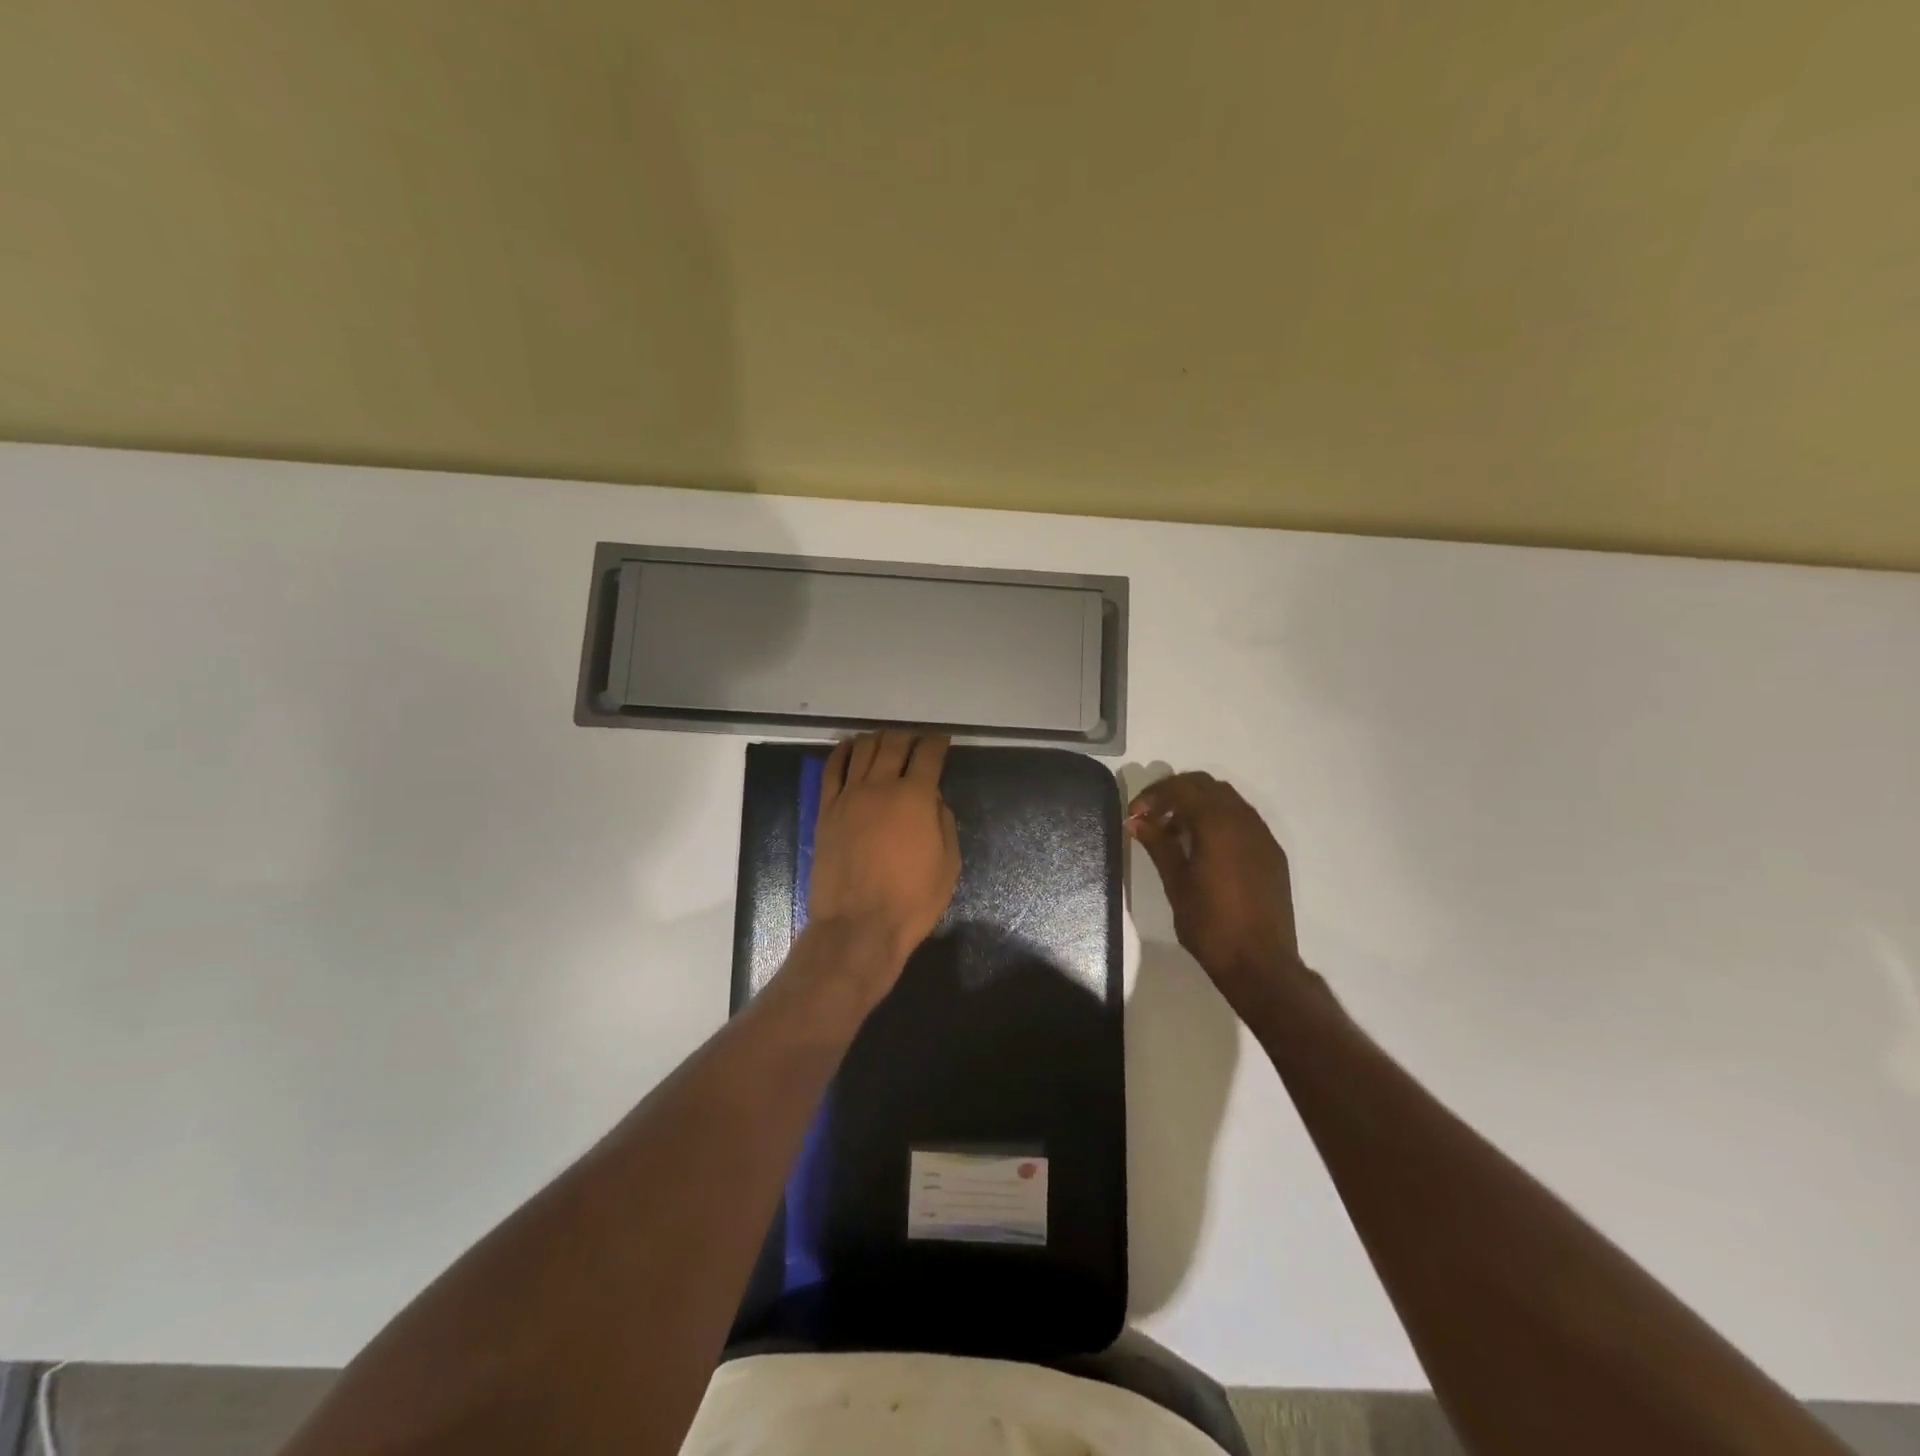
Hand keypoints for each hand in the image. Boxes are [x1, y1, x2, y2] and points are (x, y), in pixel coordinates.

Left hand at [808, 730, 960, 973]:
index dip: (937, 742)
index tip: (942, 740)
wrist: (858, 926)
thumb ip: (943, 823)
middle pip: (893, 744)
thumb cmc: (912, 901)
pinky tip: (850, 748)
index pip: (928, 755)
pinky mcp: (826, 810)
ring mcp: (848, 796)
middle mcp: (880, 786)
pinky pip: (831, 769)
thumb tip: (932, 800)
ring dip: (877, 739)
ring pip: (862, 750)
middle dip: (908, 737)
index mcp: (915, 797)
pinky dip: (842, 752)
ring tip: (885, 740)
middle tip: (915, 740)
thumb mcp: (948, 864)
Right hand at [1127, 772, 1303, 1008]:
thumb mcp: (1176, 882)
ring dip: (1197, 806)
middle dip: (1175, 793)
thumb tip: (1137, 821)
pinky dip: (1218, 820)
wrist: (1260, 963)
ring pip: (1227, 800)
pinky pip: (1242, 820)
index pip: (1181, 788)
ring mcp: (1262, 836)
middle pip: (1206, 785)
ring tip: (1174, 833)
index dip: (1153, 795)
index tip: (1134, 814)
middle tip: (1151, 817)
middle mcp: (1244, 820)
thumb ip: (1158, 844)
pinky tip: (1203, 849)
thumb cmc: (1210, 924)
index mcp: (1217, 824)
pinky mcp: (1272, 853)